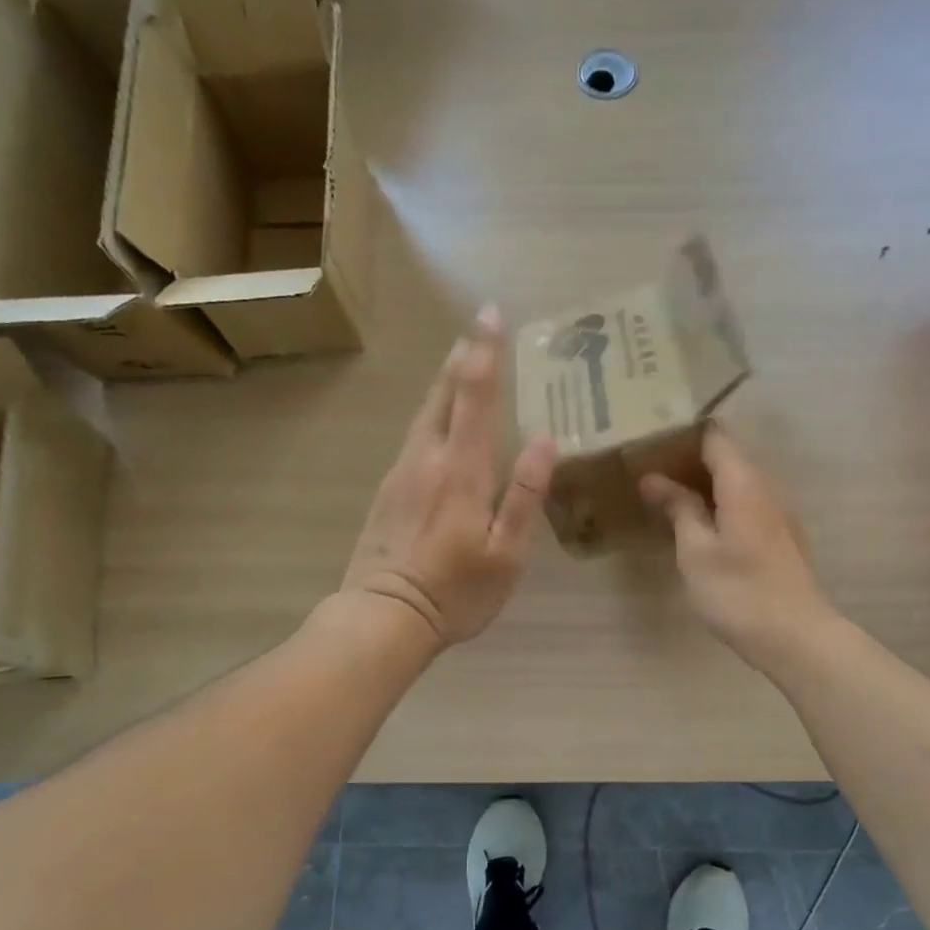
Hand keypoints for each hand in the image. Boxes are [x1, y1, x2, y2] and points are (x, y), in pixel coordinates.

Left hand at [342, 307, 556, 649]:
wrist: (384, 616)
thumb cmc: (456, 591)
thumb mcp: (506, 552)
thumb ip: (525, 494)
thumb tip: (546, 439)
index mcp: (462, 469)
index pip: (474, 395)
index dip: (484, 351)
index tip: (491, 313)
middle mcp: (427, 457)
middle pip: (443, 393)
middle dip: (463, 355)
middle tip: (477, 324)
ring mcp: (402, 471)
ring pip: (425, 411)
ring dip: (445, 380)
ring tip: (462, 359)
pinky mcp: (388, 488)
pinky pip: (415, 434)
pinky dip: (433, 411)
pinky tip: (440, 416)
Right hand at [641, 429, 836, 671]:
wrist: (796, 637)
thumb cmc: (738, 591)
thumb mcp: (696, 550)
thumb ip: (678, 508)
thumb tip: (653, 478)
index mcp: (743, 483)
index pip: (714, 437)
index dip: (682, 436)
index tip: (651, 444)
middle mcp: (766, 488)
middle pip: (727, 458)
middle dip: (690, 462)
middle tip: (651, 474)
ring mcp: (780, 513)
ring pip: (738, 484)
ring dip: (706, 487)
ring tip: (669, 500)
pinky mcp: (784, 538)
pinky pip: (748, 506)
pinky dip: (723, 507)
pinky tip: (702, 528)